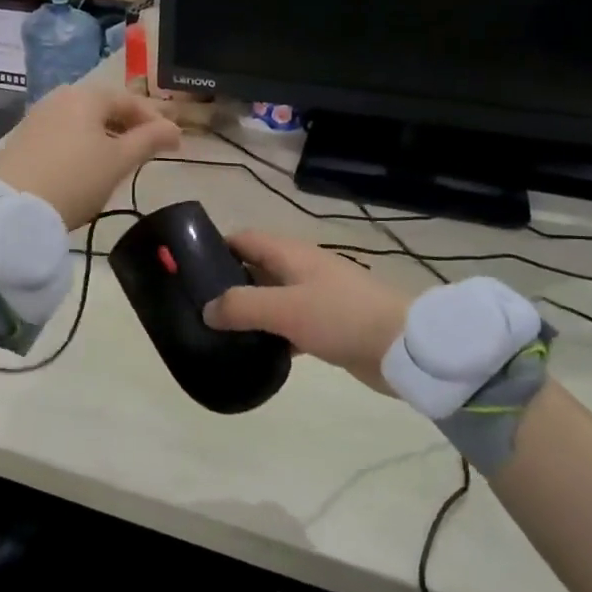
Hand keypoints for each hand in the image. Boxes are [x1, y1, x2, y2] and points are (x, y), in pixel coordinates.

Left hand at [0, 86, 180, 228]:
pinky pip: (63, 134)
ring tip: (120, 160)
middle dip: (129, 126)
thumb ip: (149, 140)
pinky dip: (82, 144)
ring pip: (82, 121)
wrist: (13, 209)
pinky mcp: (23, 139)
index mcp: (86, 96)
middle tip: (148, 149)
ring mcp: (38, 117)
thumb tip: (174, 129)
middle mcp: (60, 98)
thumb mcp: (119, 161)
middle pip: (104, 107)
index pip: (130, 100)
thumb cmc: (75, 179)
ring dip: (106, 136)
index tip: (173, 143)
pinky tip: (87, 166)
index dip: (155, 120)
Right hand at [203, 233, 411, 392]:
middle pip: (256, 268)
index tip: (189, 269)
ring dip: (249, 312)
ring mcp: (316, 297)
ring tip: (218, 333)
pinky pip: (288, 324)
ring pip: (271, 299)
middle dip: (228, 283)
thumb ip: (241, 306)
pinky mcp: (327, 325)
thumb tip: (206, 310)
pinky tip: (254, 353)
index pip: (245, 239)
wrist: (402, 348)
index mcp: (291, 255)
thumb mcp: (285, 308)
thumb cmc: (341, 316)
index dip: (217, 247)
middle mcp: (301, 270)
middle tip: (198, 307)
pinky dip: (271, 334)